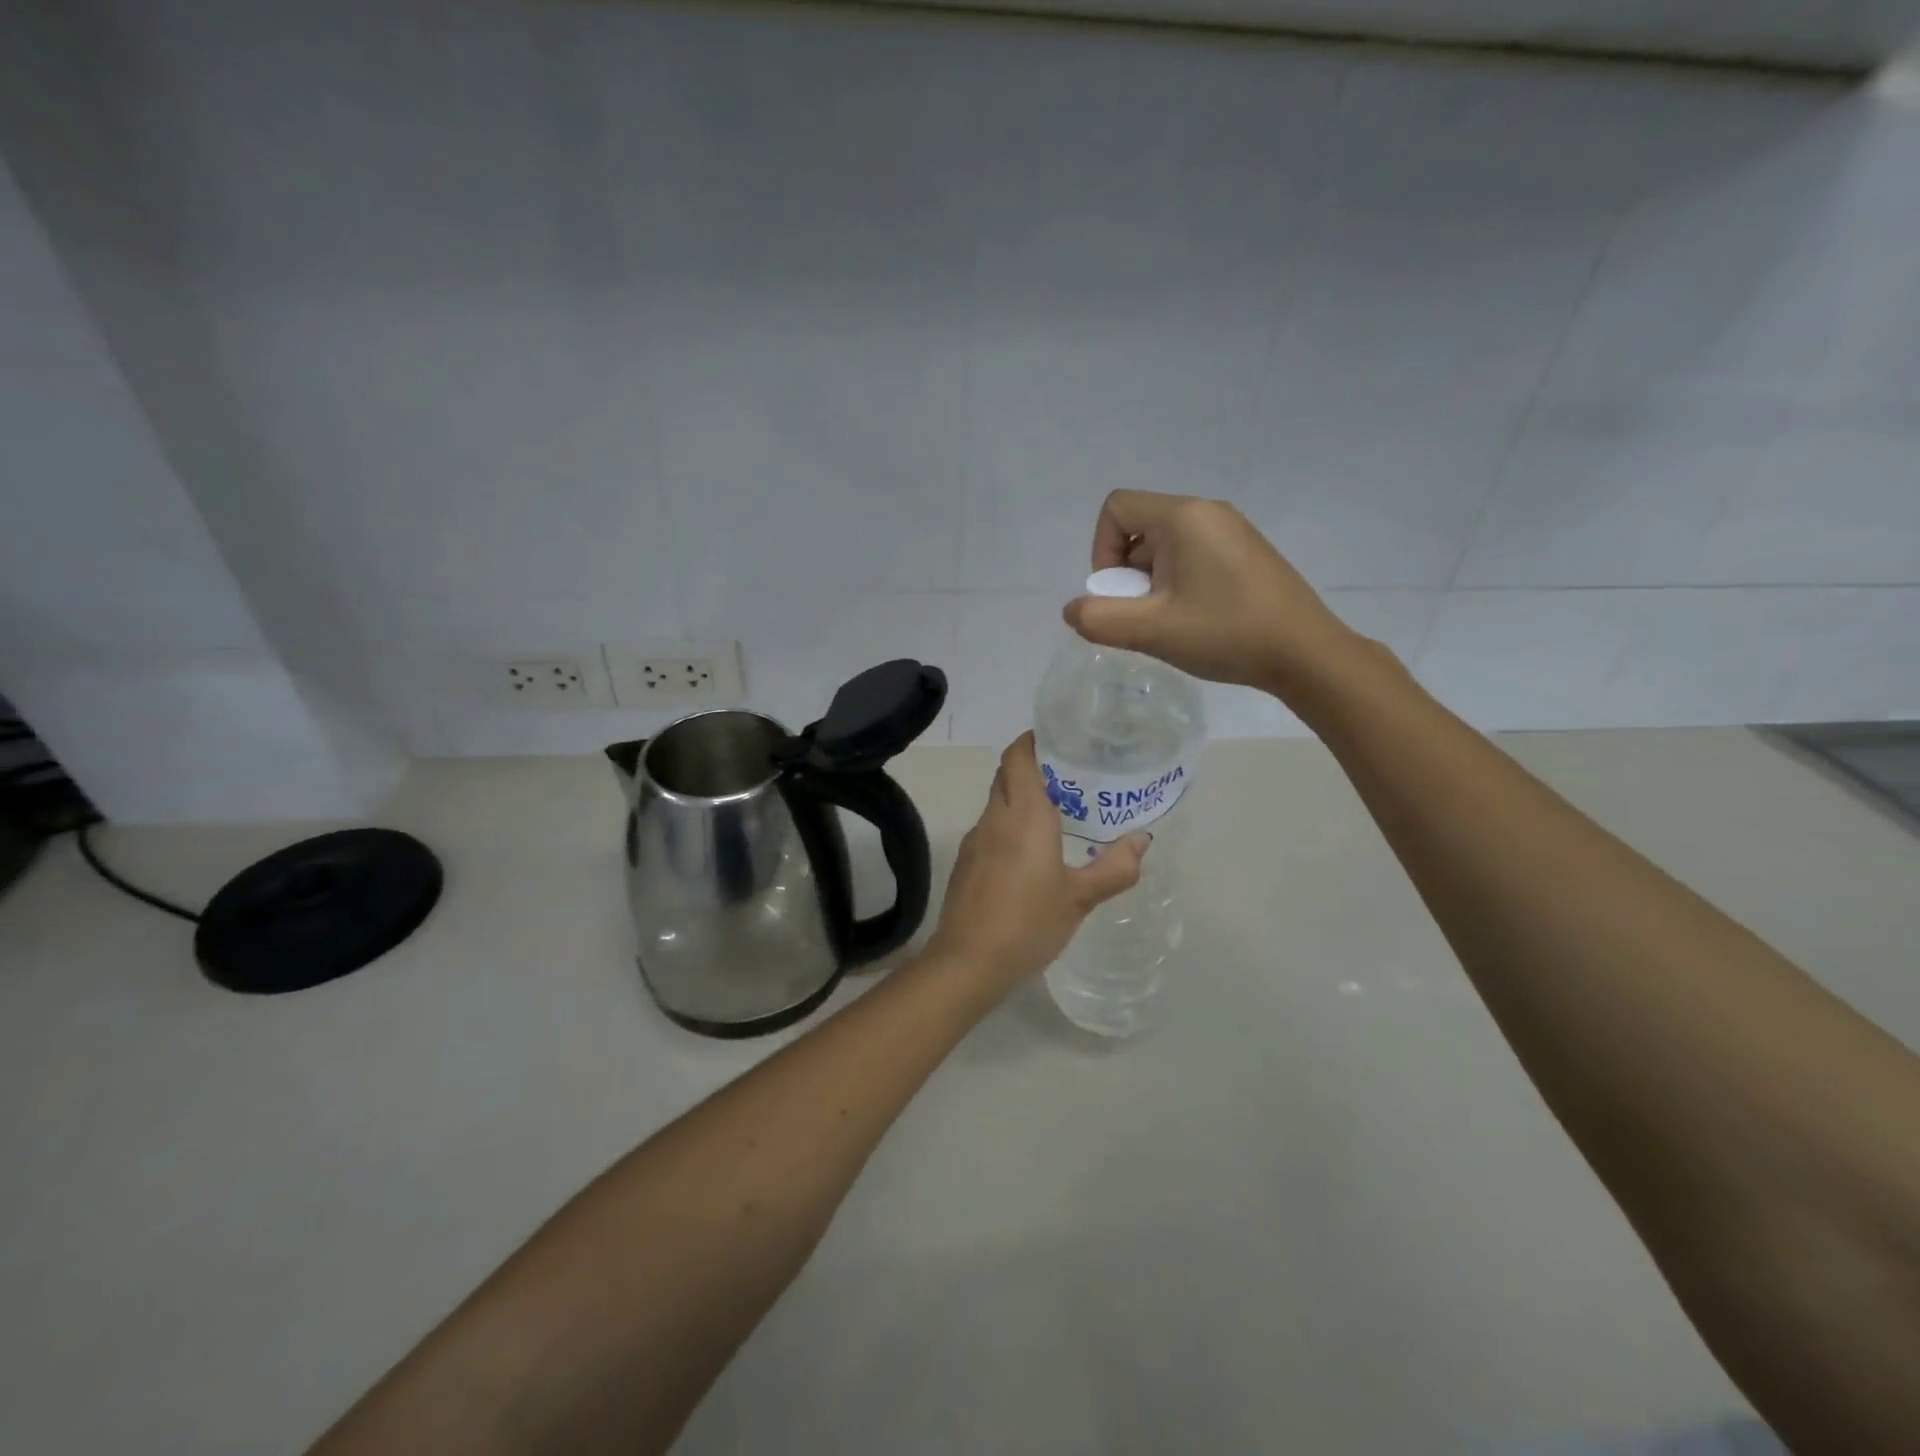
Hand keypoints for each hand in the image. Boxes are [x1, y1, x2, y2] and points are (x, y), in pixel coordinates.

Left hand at [926, 733, 1145, 990]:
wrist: (968, 962)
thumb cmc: (1028, 922)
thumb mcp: (1079, 898)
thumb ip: (1114, 868)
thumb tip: (1141, 840)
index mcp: (1024, 815)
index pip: (1018, 756)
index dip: (1033, 741)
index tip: (1059, 740)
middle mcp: (995, 818)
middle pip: (1007, 775)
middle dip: (1033, 768)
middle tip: (1070, 778)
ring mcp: (975, 840)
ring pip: (997, 803)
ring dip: (1021, 799)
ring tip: (1057, 815)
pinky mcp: (965, 863)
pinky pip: (989, 830)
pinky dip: (1008, 826)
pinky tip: (1029, 854)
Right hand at [1062, 491, 1358, 694]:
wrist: (1305, 653)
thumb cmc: (1225, 633)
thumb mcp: (1151, 631)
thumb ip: (1099, 619)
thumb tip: (1073, 610)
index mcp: (1183, 516)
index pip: (1116, 508)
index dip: (1101, 549)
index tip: (1118, 593)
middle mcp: (1208, 511)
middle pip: (1140, 528)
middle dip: (1128, 573)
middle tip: (1145, 616)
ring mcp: (1233, 530)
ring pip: (1166, 545)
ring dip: (1152, 582)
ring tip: (1171, 622)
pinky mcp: (1247, 552)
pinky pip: (1194, 555)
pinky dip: (1179, 582)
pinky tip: (1197, 619)